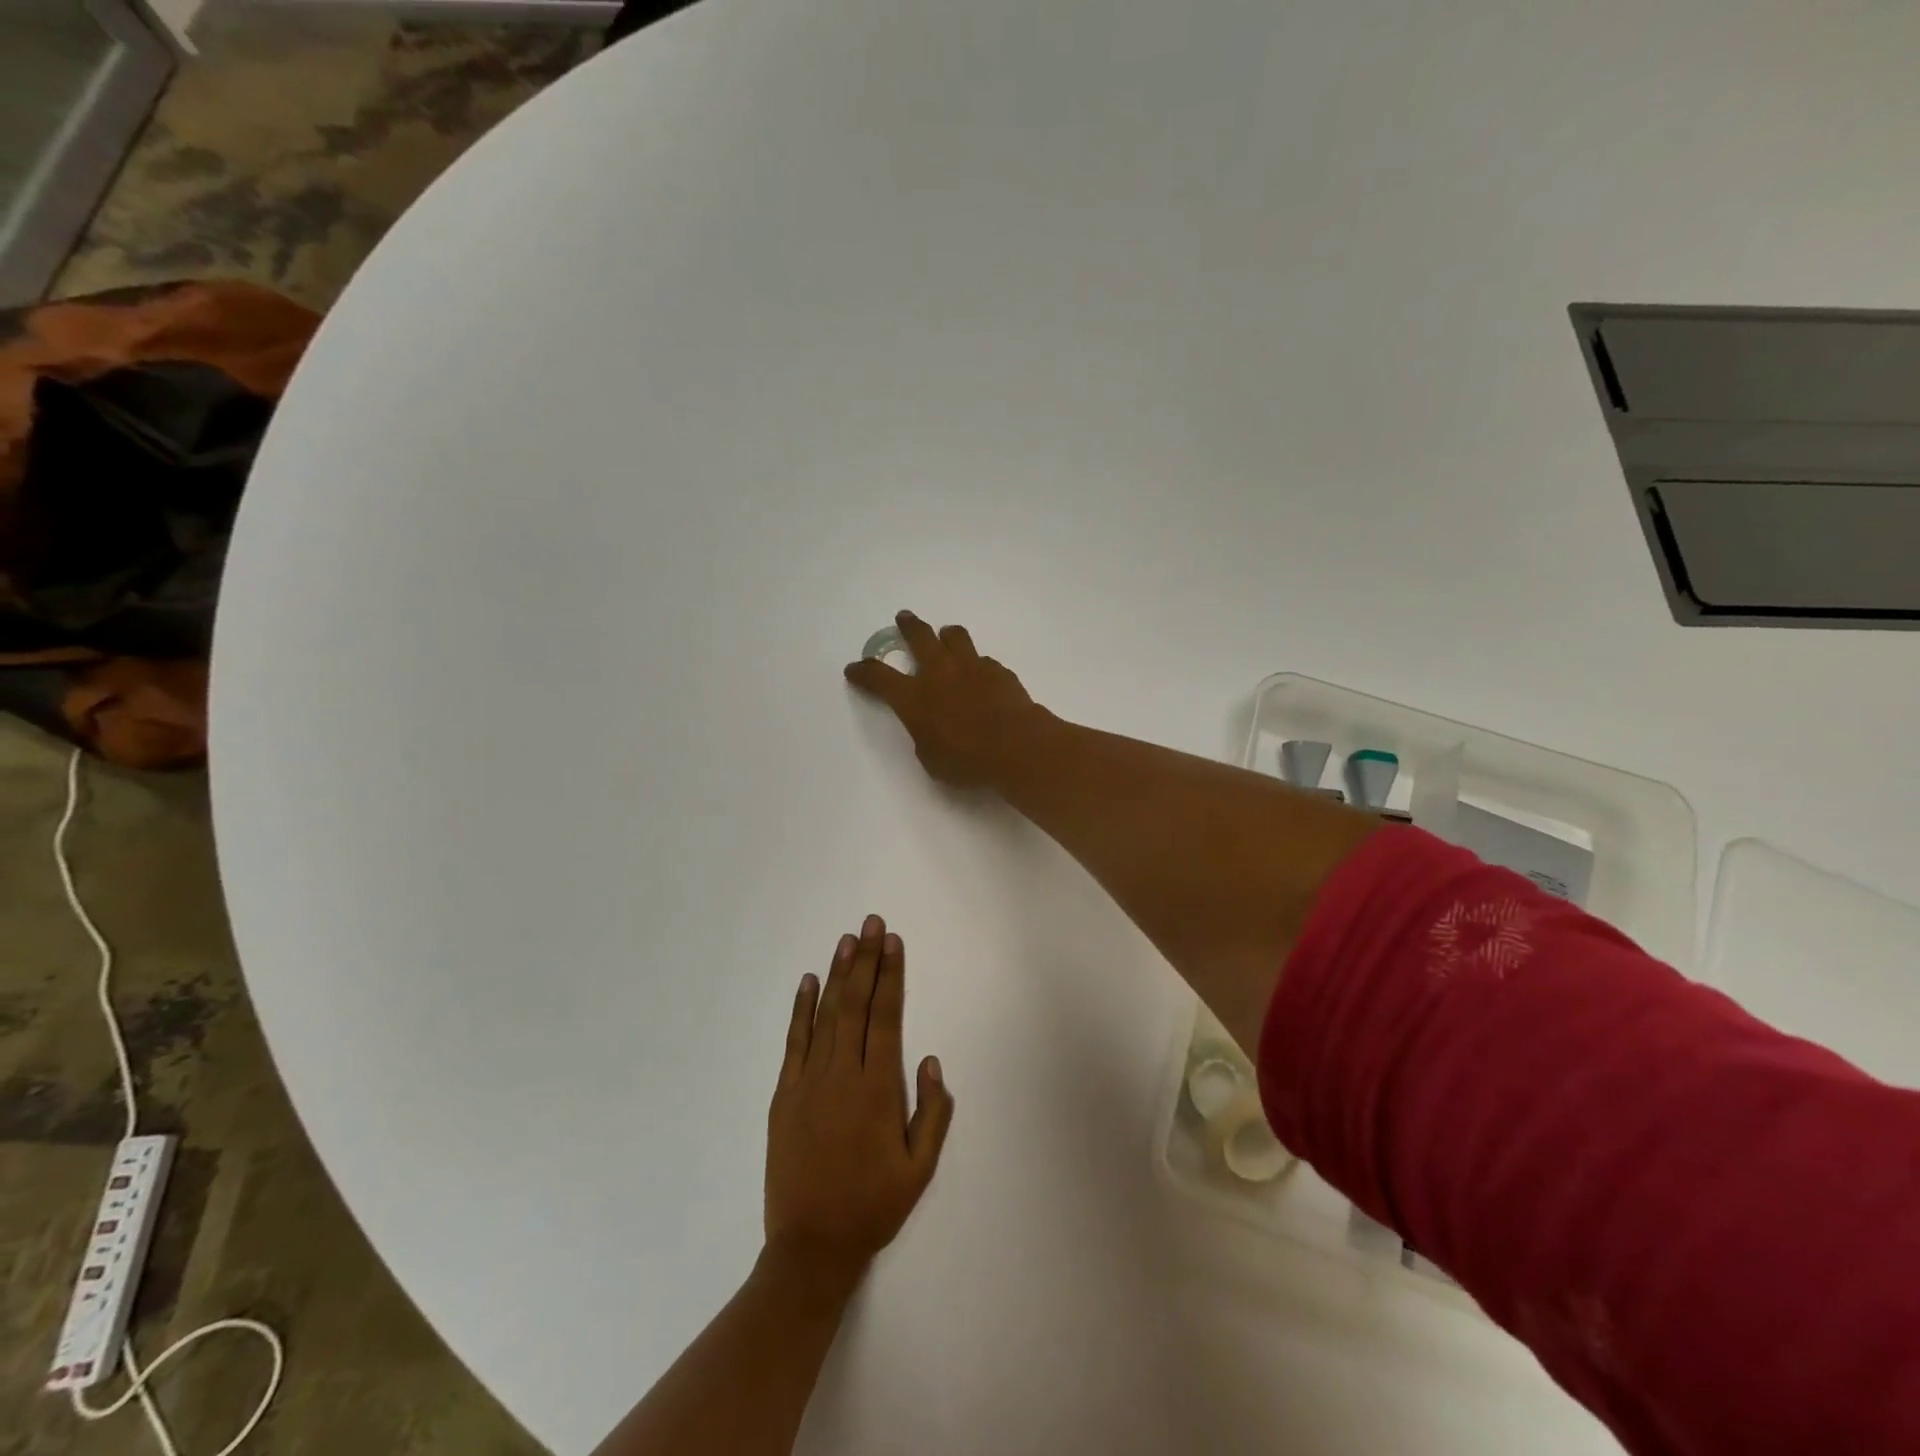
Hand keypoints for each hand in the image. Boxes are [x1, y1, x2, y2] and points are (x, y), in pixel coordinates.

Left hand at [765, 915, 954, 1286]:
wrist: (810, 1247)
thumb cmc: (872, 1206)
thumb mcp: (919, 1169)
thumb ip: (932, 1113)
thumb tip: (932, 1061)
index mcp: (877, 1089)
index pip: (886, 1017)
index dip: (890, 976)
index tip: (893, 943)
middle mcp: (842, 1074)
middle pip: (855, 1004)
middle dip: (865, 959)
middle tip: (870, 923)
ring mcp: (808, 1082)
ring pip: (825, 1015)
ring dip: (837, 974)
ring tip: (846, 940)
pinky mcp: (784, 1095)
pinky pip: (794, 1042)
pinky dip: (801, 1009)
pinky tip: (807, 982)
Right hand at [843, 611, 1039, 787]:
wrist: (1016, 746)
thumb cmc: (967, 761)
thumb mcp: (931, 758)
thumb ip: (924, 735)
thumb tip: (930, 725)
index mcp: (913, 697)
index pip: (879, 677)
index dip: (864, 672)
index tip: (855, 668)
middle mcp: (938, 672)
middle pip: (918, 637)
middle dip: (908, 627)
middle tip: (904, 619)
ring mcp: (970, 666)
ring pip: (954, 636)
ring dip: (946, 635)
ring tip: (946, 637)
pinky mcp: (997, 670)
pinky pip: (982, 659)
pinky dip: (976, 664)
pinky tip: (980, 675)